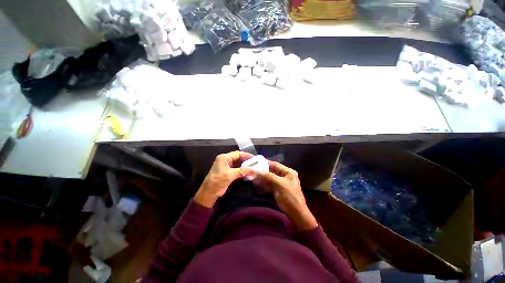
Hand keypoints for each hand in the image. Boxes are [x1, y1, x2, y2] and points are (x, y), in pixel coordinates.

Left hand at [195, 151, 253, 207]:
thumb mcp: (230, 175)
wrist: (209, 192)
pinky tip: (248, 172)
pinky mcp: (228, 172)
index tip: (254, 158)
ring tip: (253, 167)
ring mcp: (227, 166)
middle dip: (246, 160)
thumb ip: (242, 171)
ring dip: (245, 166)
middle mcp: (226, 160)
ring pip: (238, 164)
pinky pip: (237, 169)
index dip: (246, 155)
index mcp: (224, 157)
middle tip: (255, 163)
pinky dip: (242, 170)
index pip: (237, 154)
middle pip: (238, 158)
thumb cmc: (218, 180)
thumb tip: (253, 170)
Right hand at [257, 161, 317, 229]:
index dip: (266, 163)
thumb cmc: (290, 197)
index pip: (276, 165)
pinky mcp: (278, 190)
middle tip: (252, 169)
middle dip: (263, 171)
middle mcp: (285, 176)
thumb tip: (257, 170)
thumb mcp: (280, 185)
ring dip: (262, 177)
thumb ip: (269, 176)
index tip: (256, 162)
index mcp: (288, 172)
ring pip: (269, 178)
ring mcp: (281, 183)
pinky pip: (269, 184)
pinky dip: (263, 183)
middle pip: (272, 171)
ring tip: (252, 175)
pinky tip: (256, 182)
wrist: (296, 214)